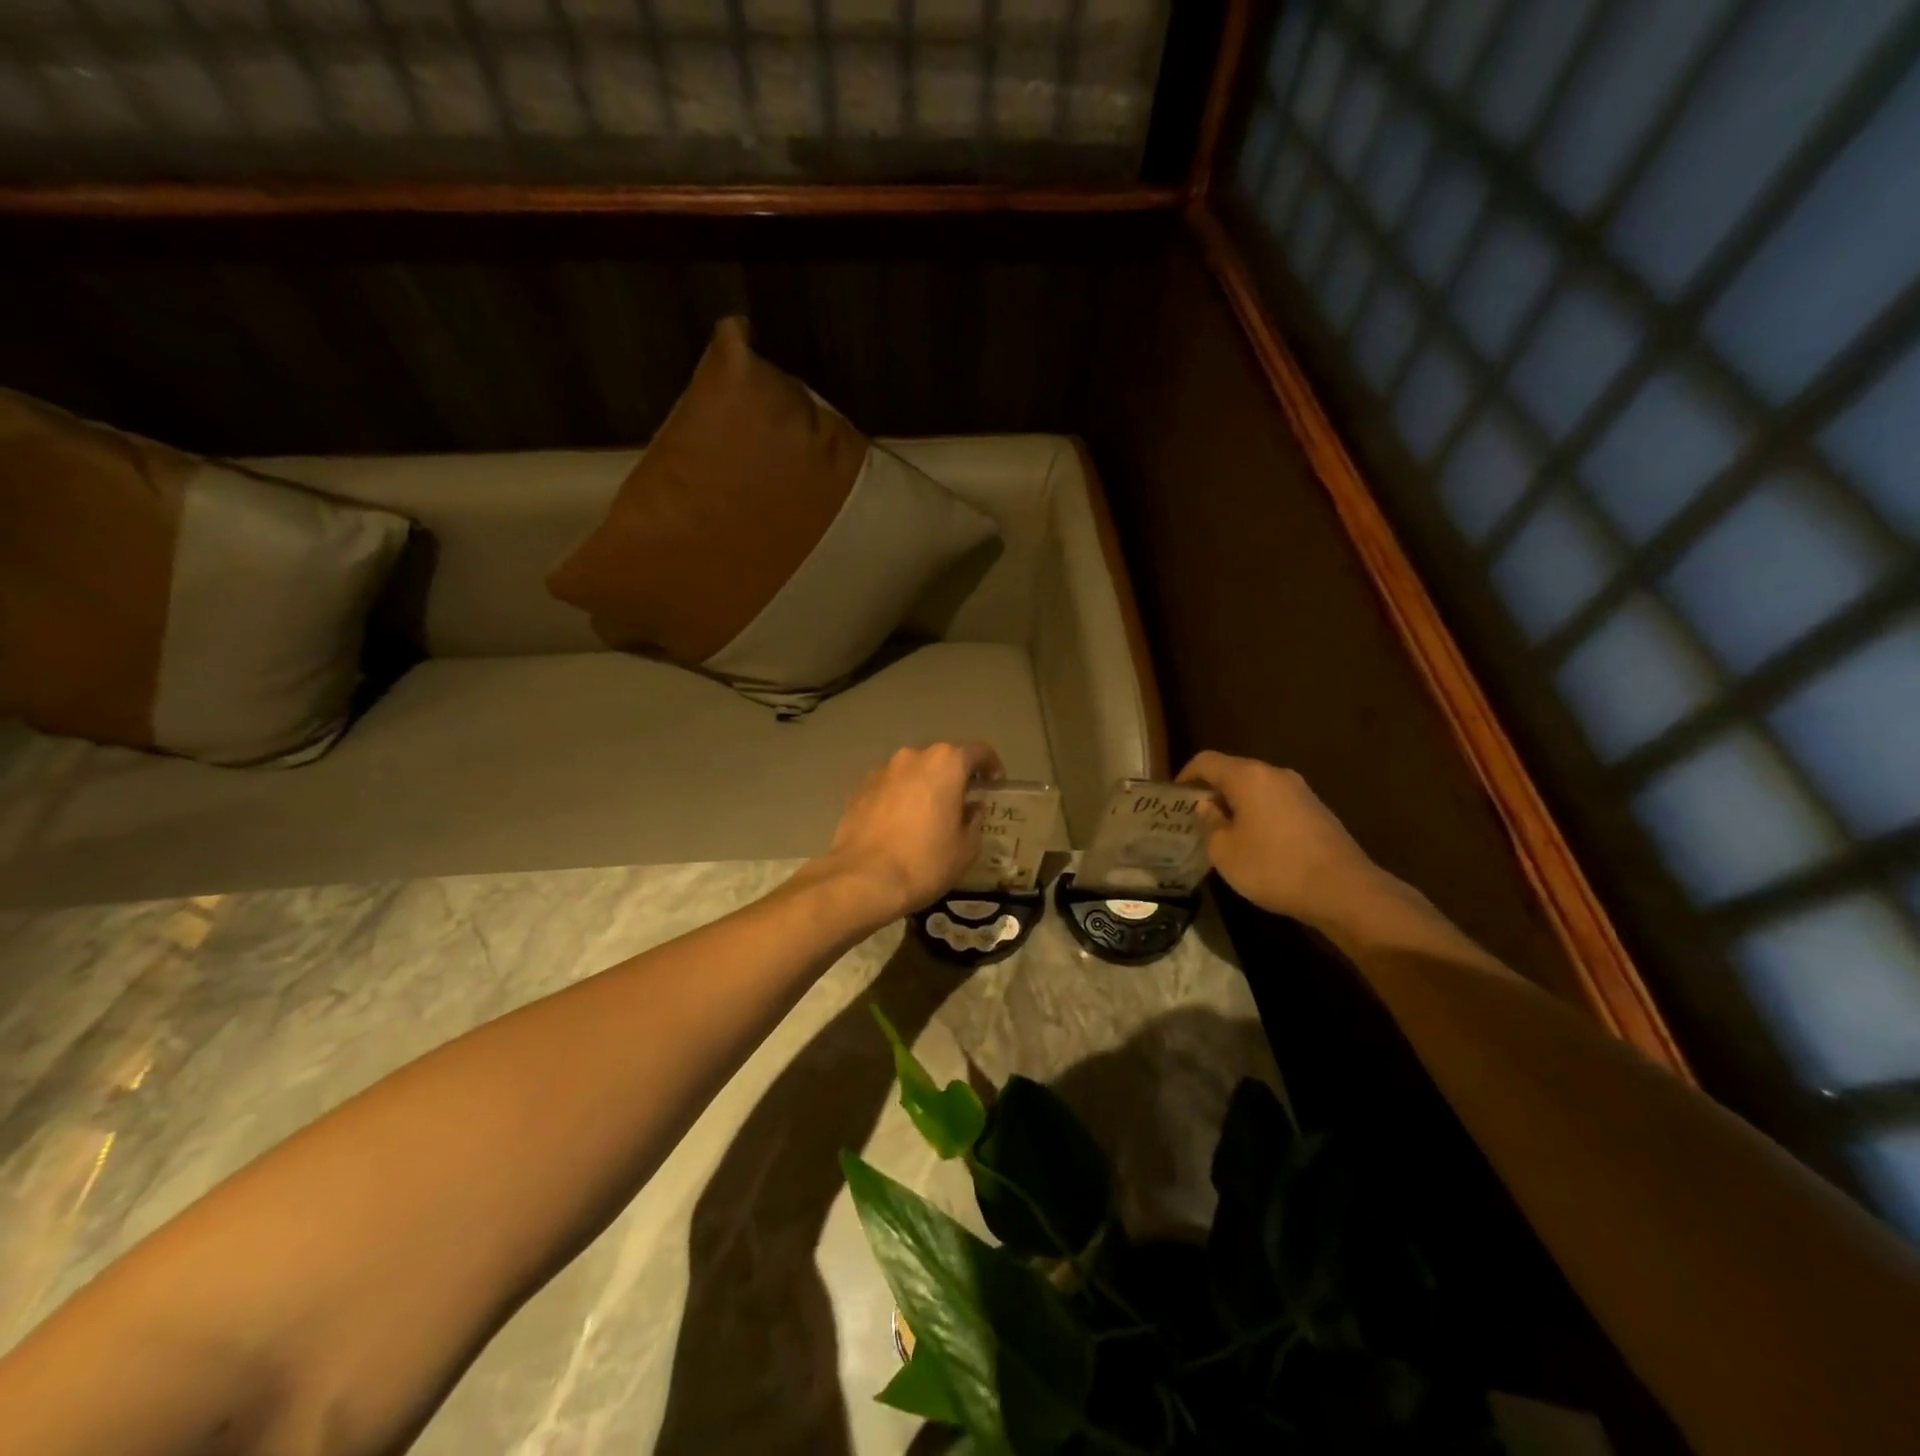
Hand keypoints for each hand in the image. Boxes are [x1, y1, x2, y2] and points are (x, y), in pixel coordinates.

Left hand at [814, 742, 1002, 925]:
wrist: (862, 880)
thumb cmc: (925, 861)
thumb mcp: (966, 848)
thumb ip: (974, 820)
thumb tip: (971, 809)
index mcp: (946, 763)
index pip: (978, 751)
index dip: (991, 765)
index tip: (994, 784)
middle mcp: (913, 757)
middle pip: (942, 759)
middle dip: (955, 777)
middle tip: (963, 803)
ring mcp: (882, 771)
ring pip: (913, 772)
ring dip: (925, 787)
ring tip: (929, 816)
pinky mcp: (859, 789)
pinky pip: (890, 787)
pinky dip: (900, 798)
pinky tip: (901, 826)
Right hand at [1177, 751, 1388, 927]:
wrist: (1343, 890)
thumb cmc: (1273, 867)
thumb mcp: (1225, 852)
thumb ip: (1210, 824)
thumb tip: (1208, 806)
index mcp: (1248, 777)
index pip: (1206, 761)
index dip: (1185, 775)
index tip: (1174, 799)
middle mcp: (1275, 774)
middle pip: (1233, 772)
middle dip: (1211, 791)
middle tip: (1195, 819)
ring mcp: (1300, 791)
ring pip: (1256, 788)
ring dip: (1236, 805)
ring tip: (1223, 833)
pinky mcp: (1316, 811)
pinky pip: (1276, 803)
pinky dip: (1259, 815)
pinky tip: (1256, 843)